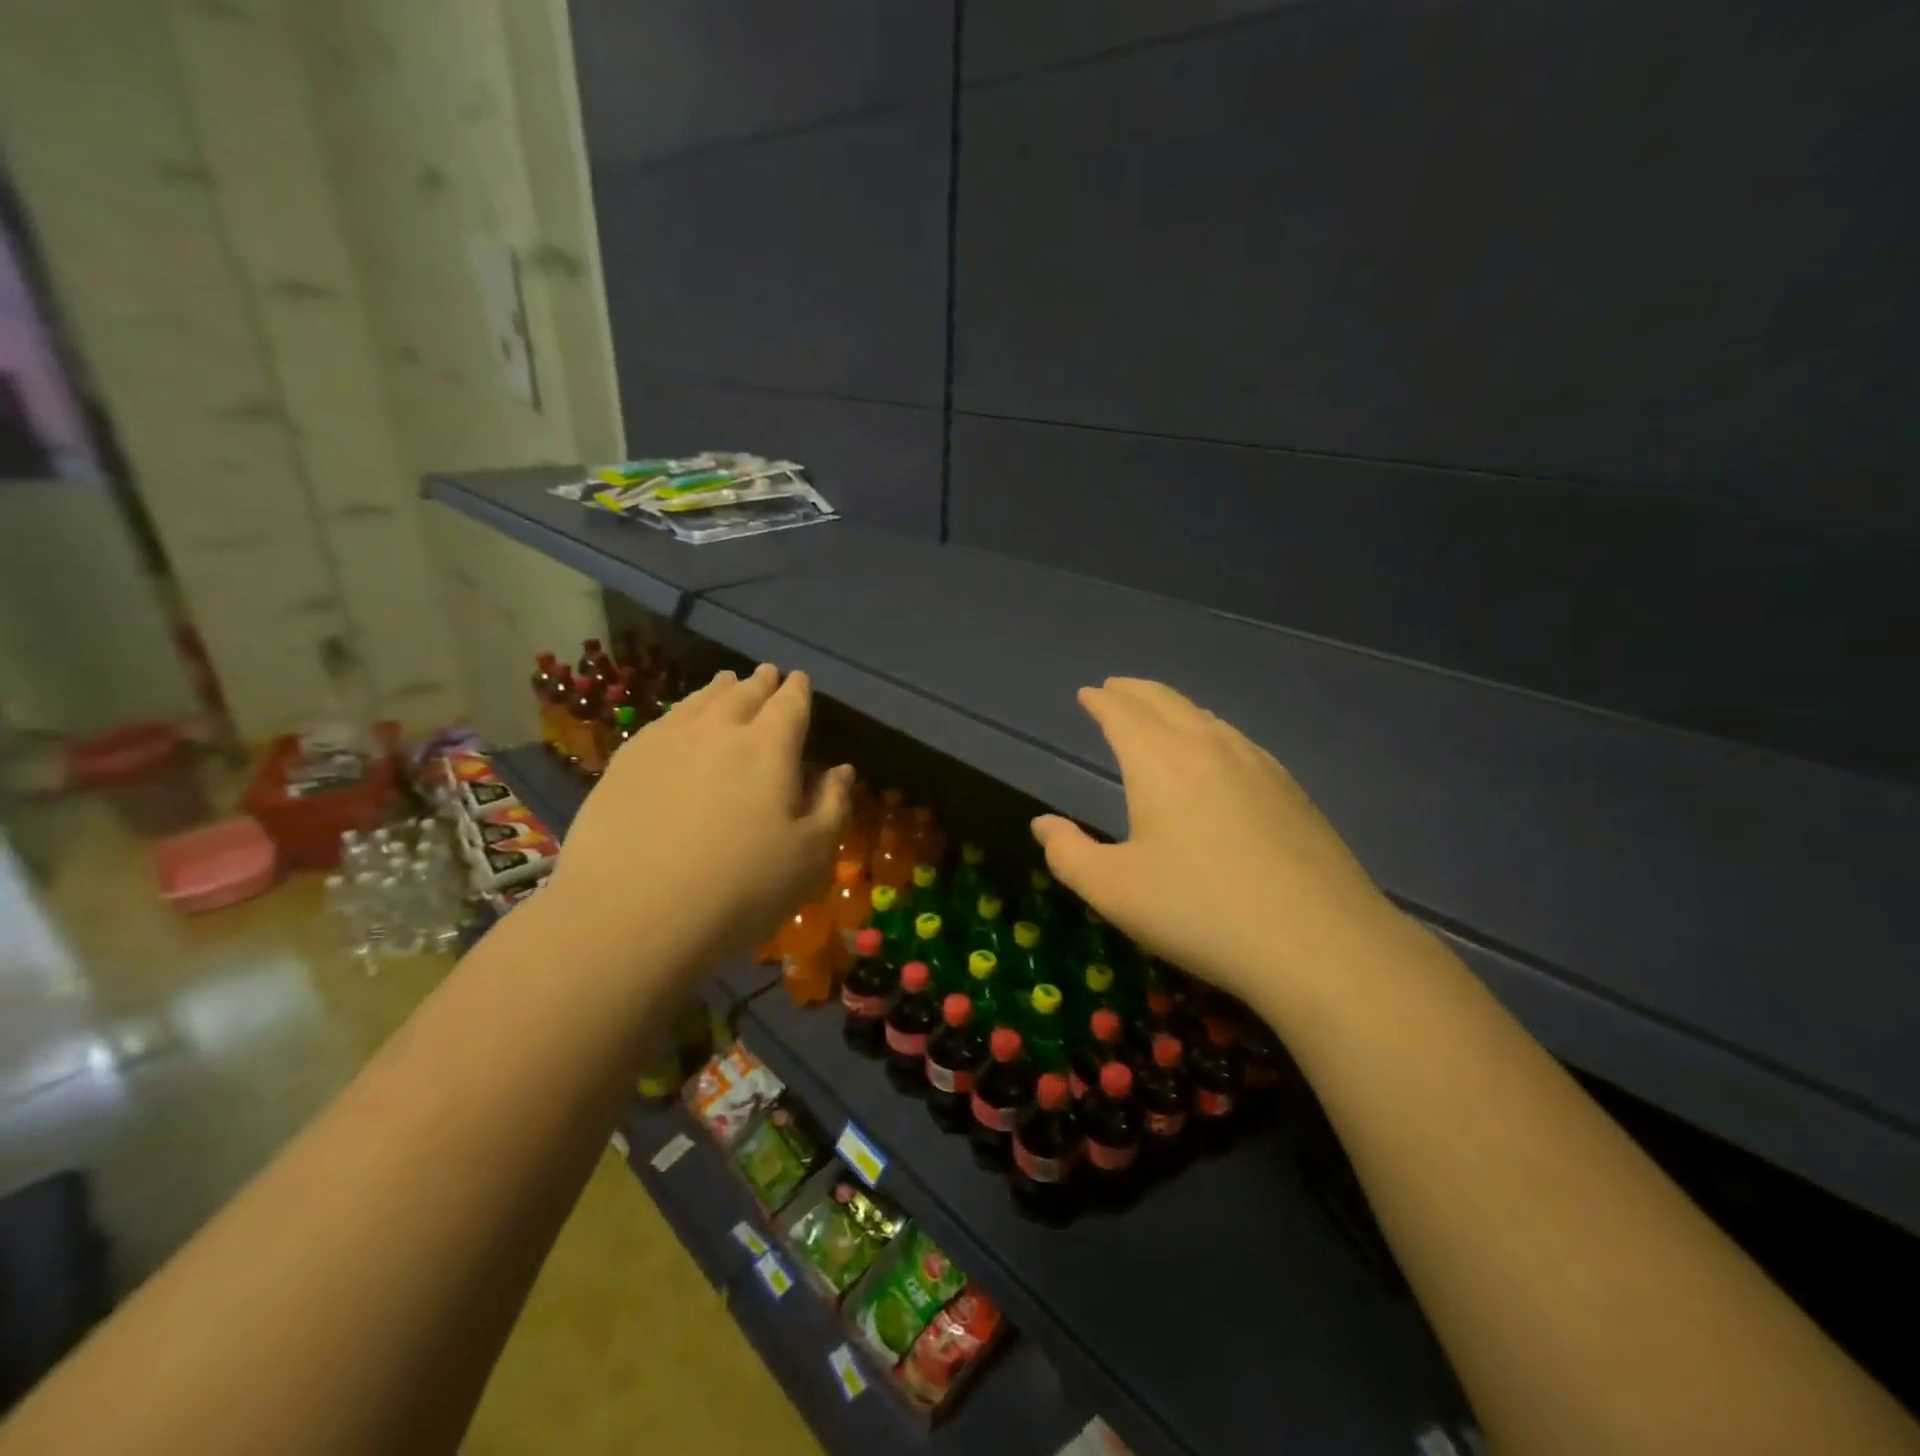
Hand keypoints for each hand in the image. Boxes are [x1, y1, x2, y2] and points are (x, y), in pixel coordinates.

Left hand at [545, 664, 851, 972]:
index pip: (790, 705)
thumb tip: (841, 771)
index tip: (800, 680)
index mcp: (769, 748)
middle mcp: (719, 731)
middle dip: (760, 683)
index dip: (798, 691)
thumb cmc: (740, 889)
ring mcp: (666, 743)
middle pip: (744, 695)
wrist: (632, 915)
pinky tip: (680, 718)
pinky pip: (663, 721)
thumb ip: (831, 806)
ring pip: (700, 701)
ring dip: (720, 689)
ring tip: (728, 681)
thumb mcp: (809, 857)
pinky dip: (682, 710)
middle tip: (768, 674)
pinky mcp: (626, 762)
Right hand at [1030, 679, 1401, 1014]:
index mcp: (1160, 762)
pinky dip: (1211, 731)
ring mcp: (1258, 765)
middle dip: (1136, 692)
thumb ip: (1068, 854)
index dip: (1102, 702)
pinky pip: (1238, 741)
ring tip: (1160, 712)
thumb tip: (1043, 825)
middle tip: (1117, 688)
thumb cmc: (1200, 912)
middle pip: (1167, 703)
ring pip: (1207, 718)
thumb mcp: (1114, 891)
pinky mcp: (1292, 791)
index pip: (1123, 715)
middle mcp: (1209, 748)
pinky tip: (1219, 752)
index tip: (1088, 693)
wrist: (1320, 944)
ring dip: (1175, 707)